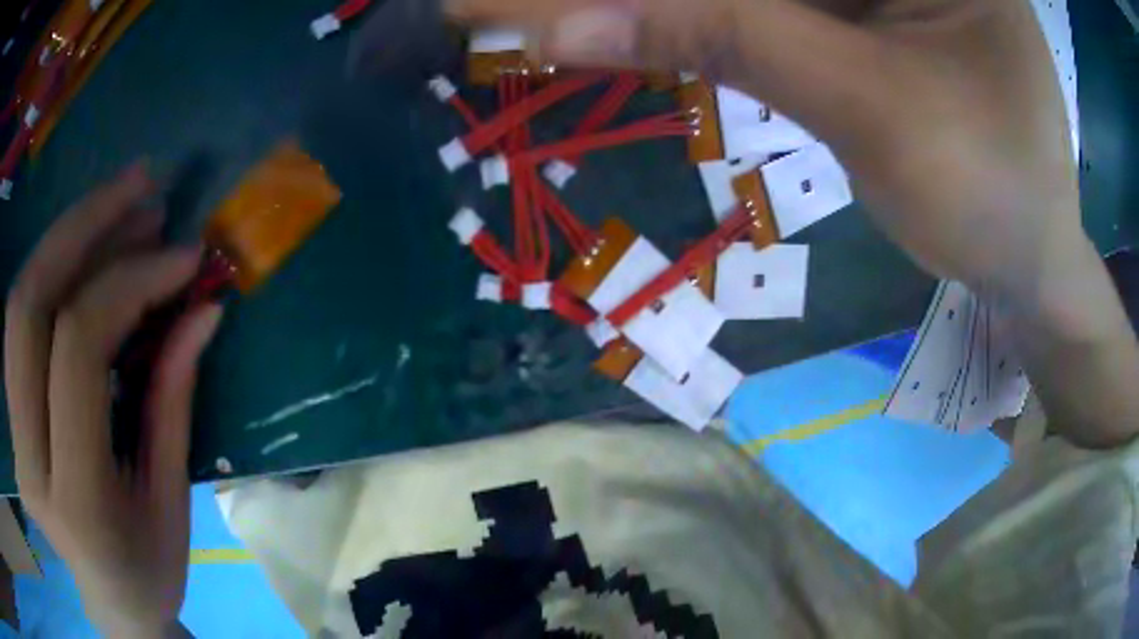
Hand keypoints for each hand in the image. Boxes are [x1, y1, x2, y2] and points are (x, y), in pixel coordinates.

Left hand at [4, 164, 221, 636]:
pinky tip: (83, 243)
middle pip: (30, 306)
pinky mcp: (9, 415)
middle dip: (85, 226)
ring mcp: (12, 433)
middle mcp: (28, 458)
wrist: (106, 603)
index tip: (182, 256)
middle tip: (144, 185)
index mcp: (75, 498)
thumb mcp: (171, 500)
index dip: (128, 282)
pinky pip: (18, 318)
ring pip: (18, 301)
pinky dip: (49, 266)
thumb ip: (173, 398)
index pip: (78, 349)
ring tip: (120, 198)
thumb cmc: (147, 569)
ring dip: (66, 234)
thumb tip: (202, 307)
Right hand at [447, 0, 1081, 299]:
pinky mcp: (874, 16)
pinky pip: (784, 9)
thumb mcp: (869, 106)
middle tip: (544, 18)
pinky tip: (659, 34)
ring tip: (578, 28)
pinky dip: (725, 22)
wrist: (1031, 262)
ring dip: (680, 10)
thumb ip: (725, 37)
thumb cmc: (990, 196)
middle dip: (662, 0)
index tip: (538, 7)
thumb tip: (565, 23)